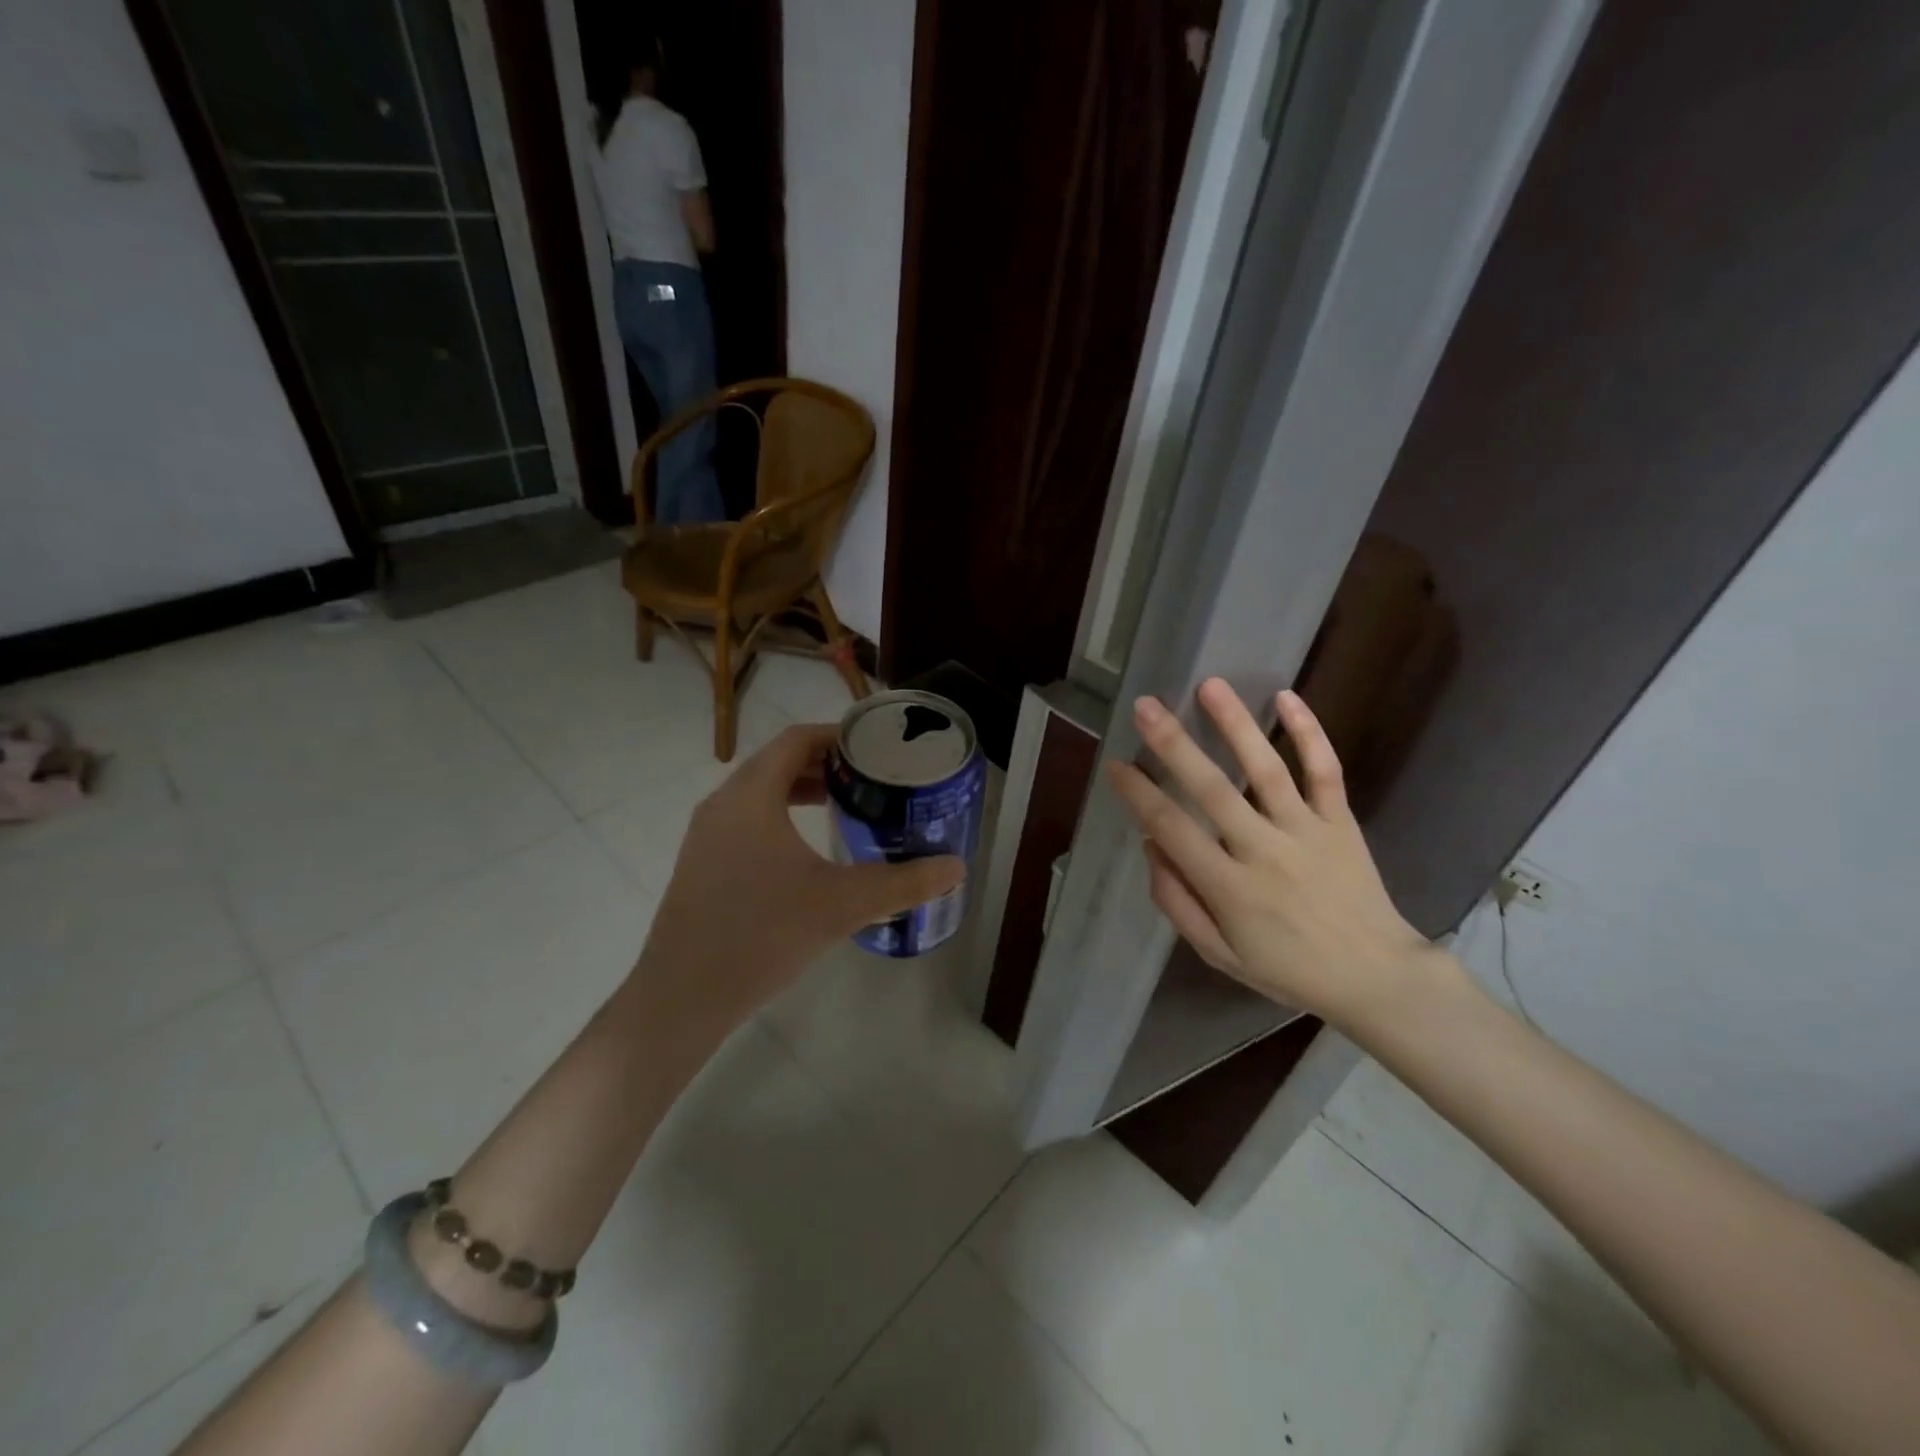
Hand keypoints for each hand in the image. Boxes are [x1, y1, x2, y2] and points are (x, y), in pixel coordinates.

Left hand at [631, 724, 964, 1034]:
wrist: (682, 997)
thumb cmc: (763, 935)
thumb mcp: (842, 905)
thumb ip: (903, 883)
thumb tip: (956, 867)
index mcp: (751, 796)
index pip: (796, 739)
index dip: (838, 736)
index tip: (876, 749)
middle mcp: (722, 804)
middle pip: (777, 762)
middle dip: (825, 765)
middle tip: (870, 780)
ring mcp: (706, 836)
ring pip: (759, 794)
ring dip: (801, 792)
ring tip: (844, 808)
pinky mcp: (701, 865)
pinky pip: (746, 821)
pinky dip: (780, 819)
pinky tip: (808, 855)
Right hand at [1107, 678, 1449, 1031]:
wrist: (1377, 978)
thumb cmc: (1289, 969)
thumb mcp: (1220, 955)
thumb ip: (1179, 903)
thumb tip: (1151, 846)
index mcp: (1230, 888)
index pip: (1173, 829)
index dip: (1139, 795)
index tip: (1116, 764)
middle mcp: (1264, 851)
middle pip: (1213, 789)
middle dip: (1174, 745)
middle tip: (1145, 706)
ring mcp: (1307, 832)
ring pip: (1267, 770)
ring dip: (1236, 725)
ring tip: (1210, 685)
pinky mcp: (1341, 822)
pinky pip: (1325, 771)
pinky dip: (1309, 733)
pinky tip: (1286, 697)